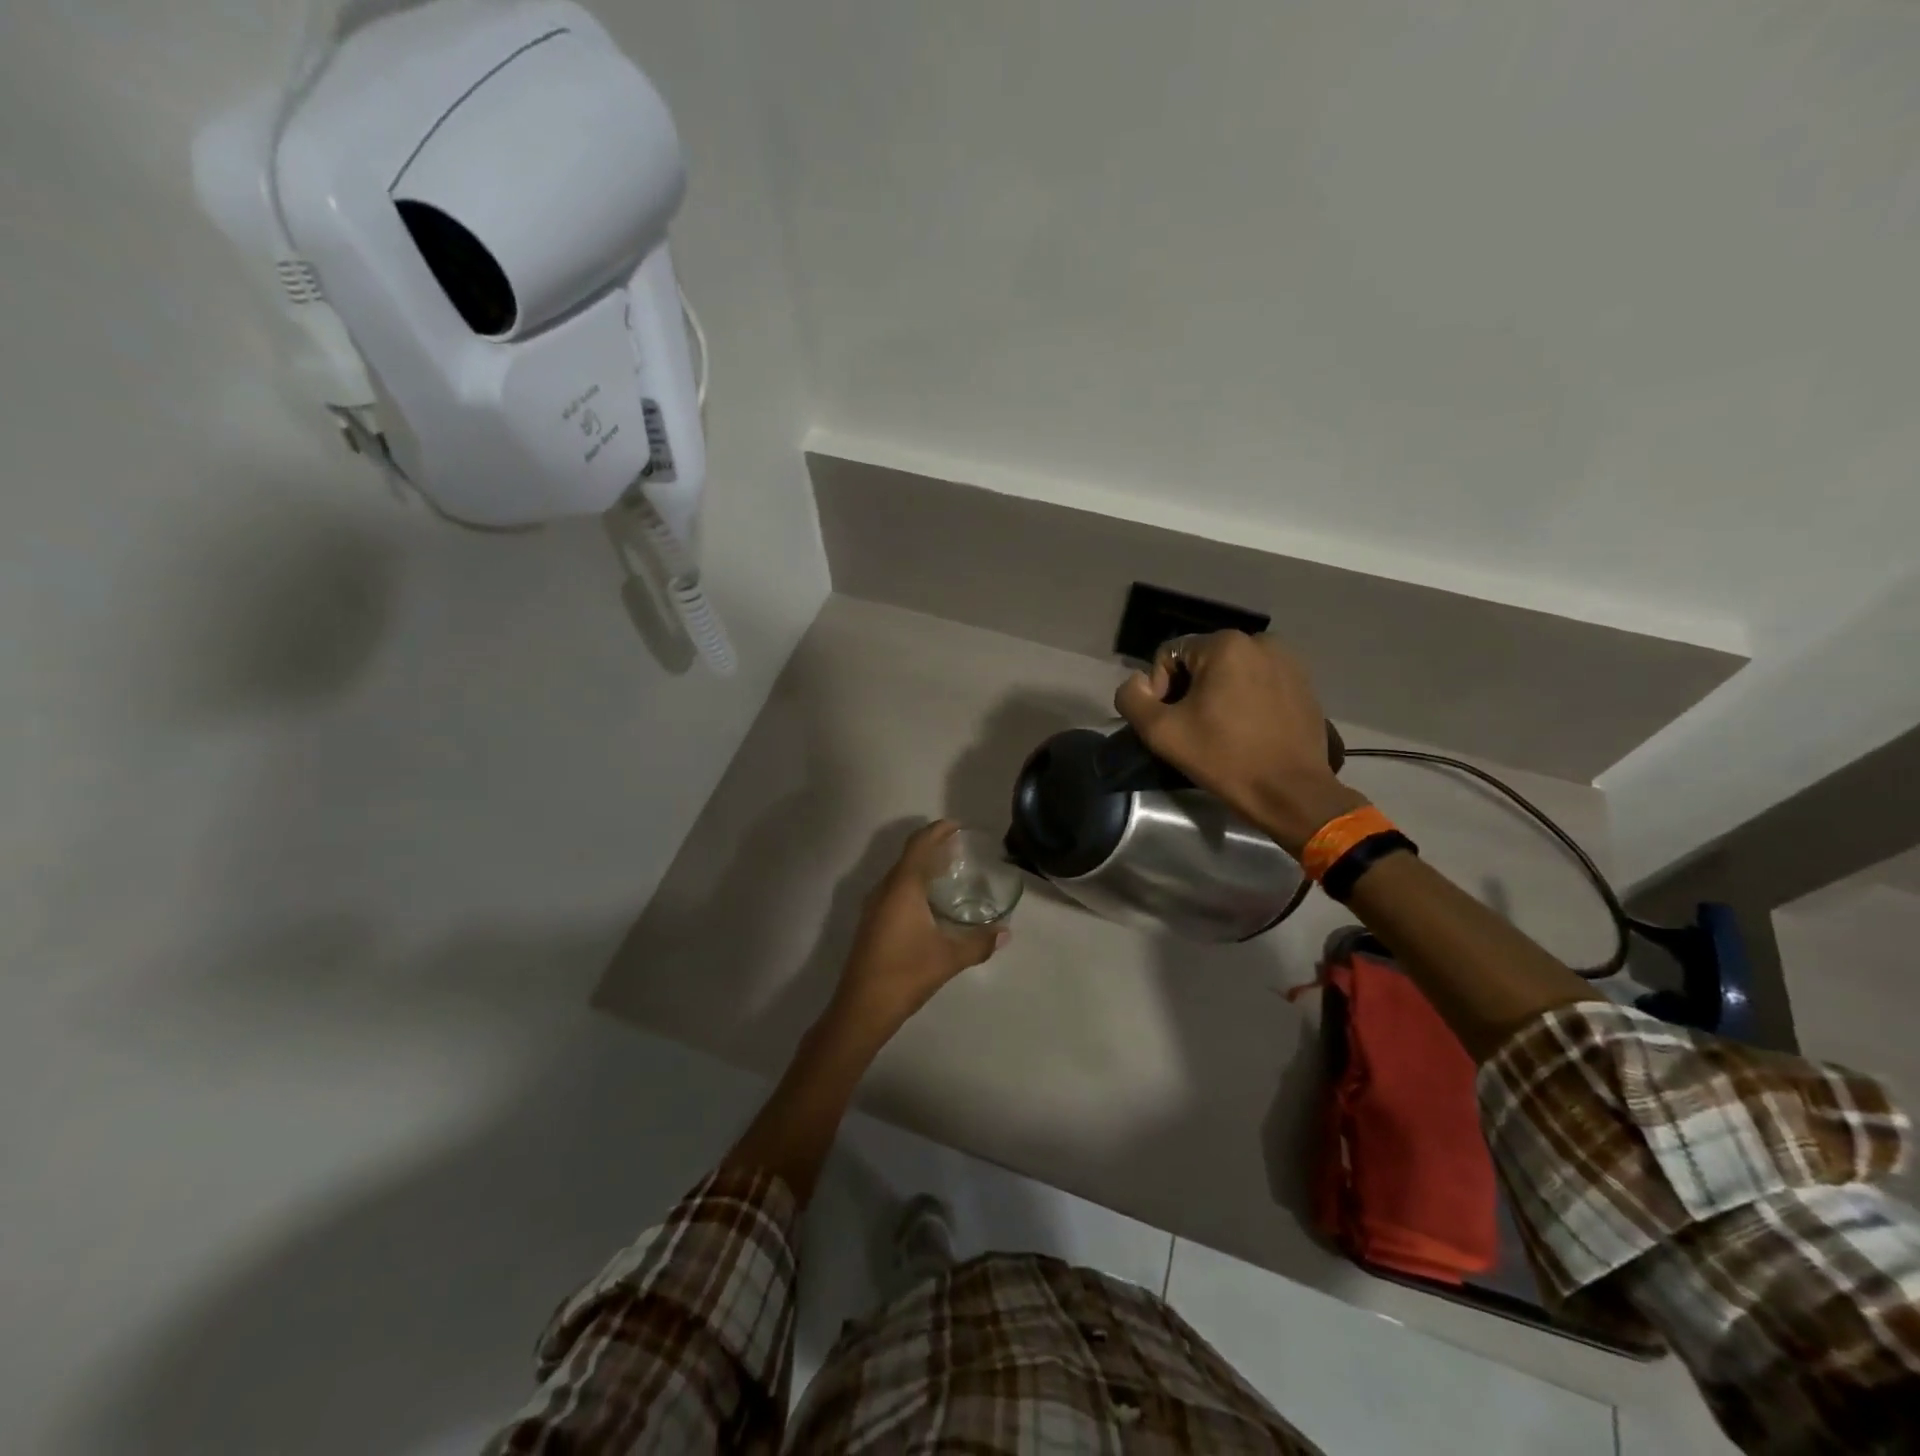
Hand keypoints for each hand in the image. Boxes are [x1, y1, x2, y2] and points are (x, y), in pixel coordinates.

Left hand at [827, 820, 1007, 1043]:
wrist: (862, 1007)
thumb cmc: (906, 974)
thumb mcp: (949, 958)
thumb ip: (979, 943)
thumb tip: (1006, 933)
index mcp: (902, 888)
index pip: (919, 845)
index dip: (937, 831)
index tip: (956, 826)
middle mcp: (885, 890)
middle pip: (908, 857)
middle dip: (932, 847)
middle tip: (958, 848)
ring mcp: (874, 906)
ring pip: (899, 875)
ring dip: (921, 867)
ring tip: (947, 870)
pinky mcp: (871, 923)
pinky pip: (894, 890)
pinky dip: (912, 884)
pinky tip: (928, 902)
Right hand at [1114, 631, 1366, 854]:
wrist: (1290, 792)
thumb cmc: (1224, 758)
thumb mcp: (1160, 732)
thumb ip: (1132, 698)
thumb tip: (1137, 682)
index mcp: (1225, 644)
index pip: (1169, 655)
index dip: (1160, 689)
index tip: (1172, 723)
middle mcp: (1260, 642)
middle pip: (1202, 661)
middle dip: (1190, 691)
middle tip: (1193, 729)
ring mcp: (1288, 662)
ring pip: (1231, 672)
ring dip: (1218, 695)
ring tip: (1220, 731)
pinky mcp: (1304, 684)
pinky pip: (1259, 683)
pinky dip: (1246, 700)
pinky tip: (1247, 731)